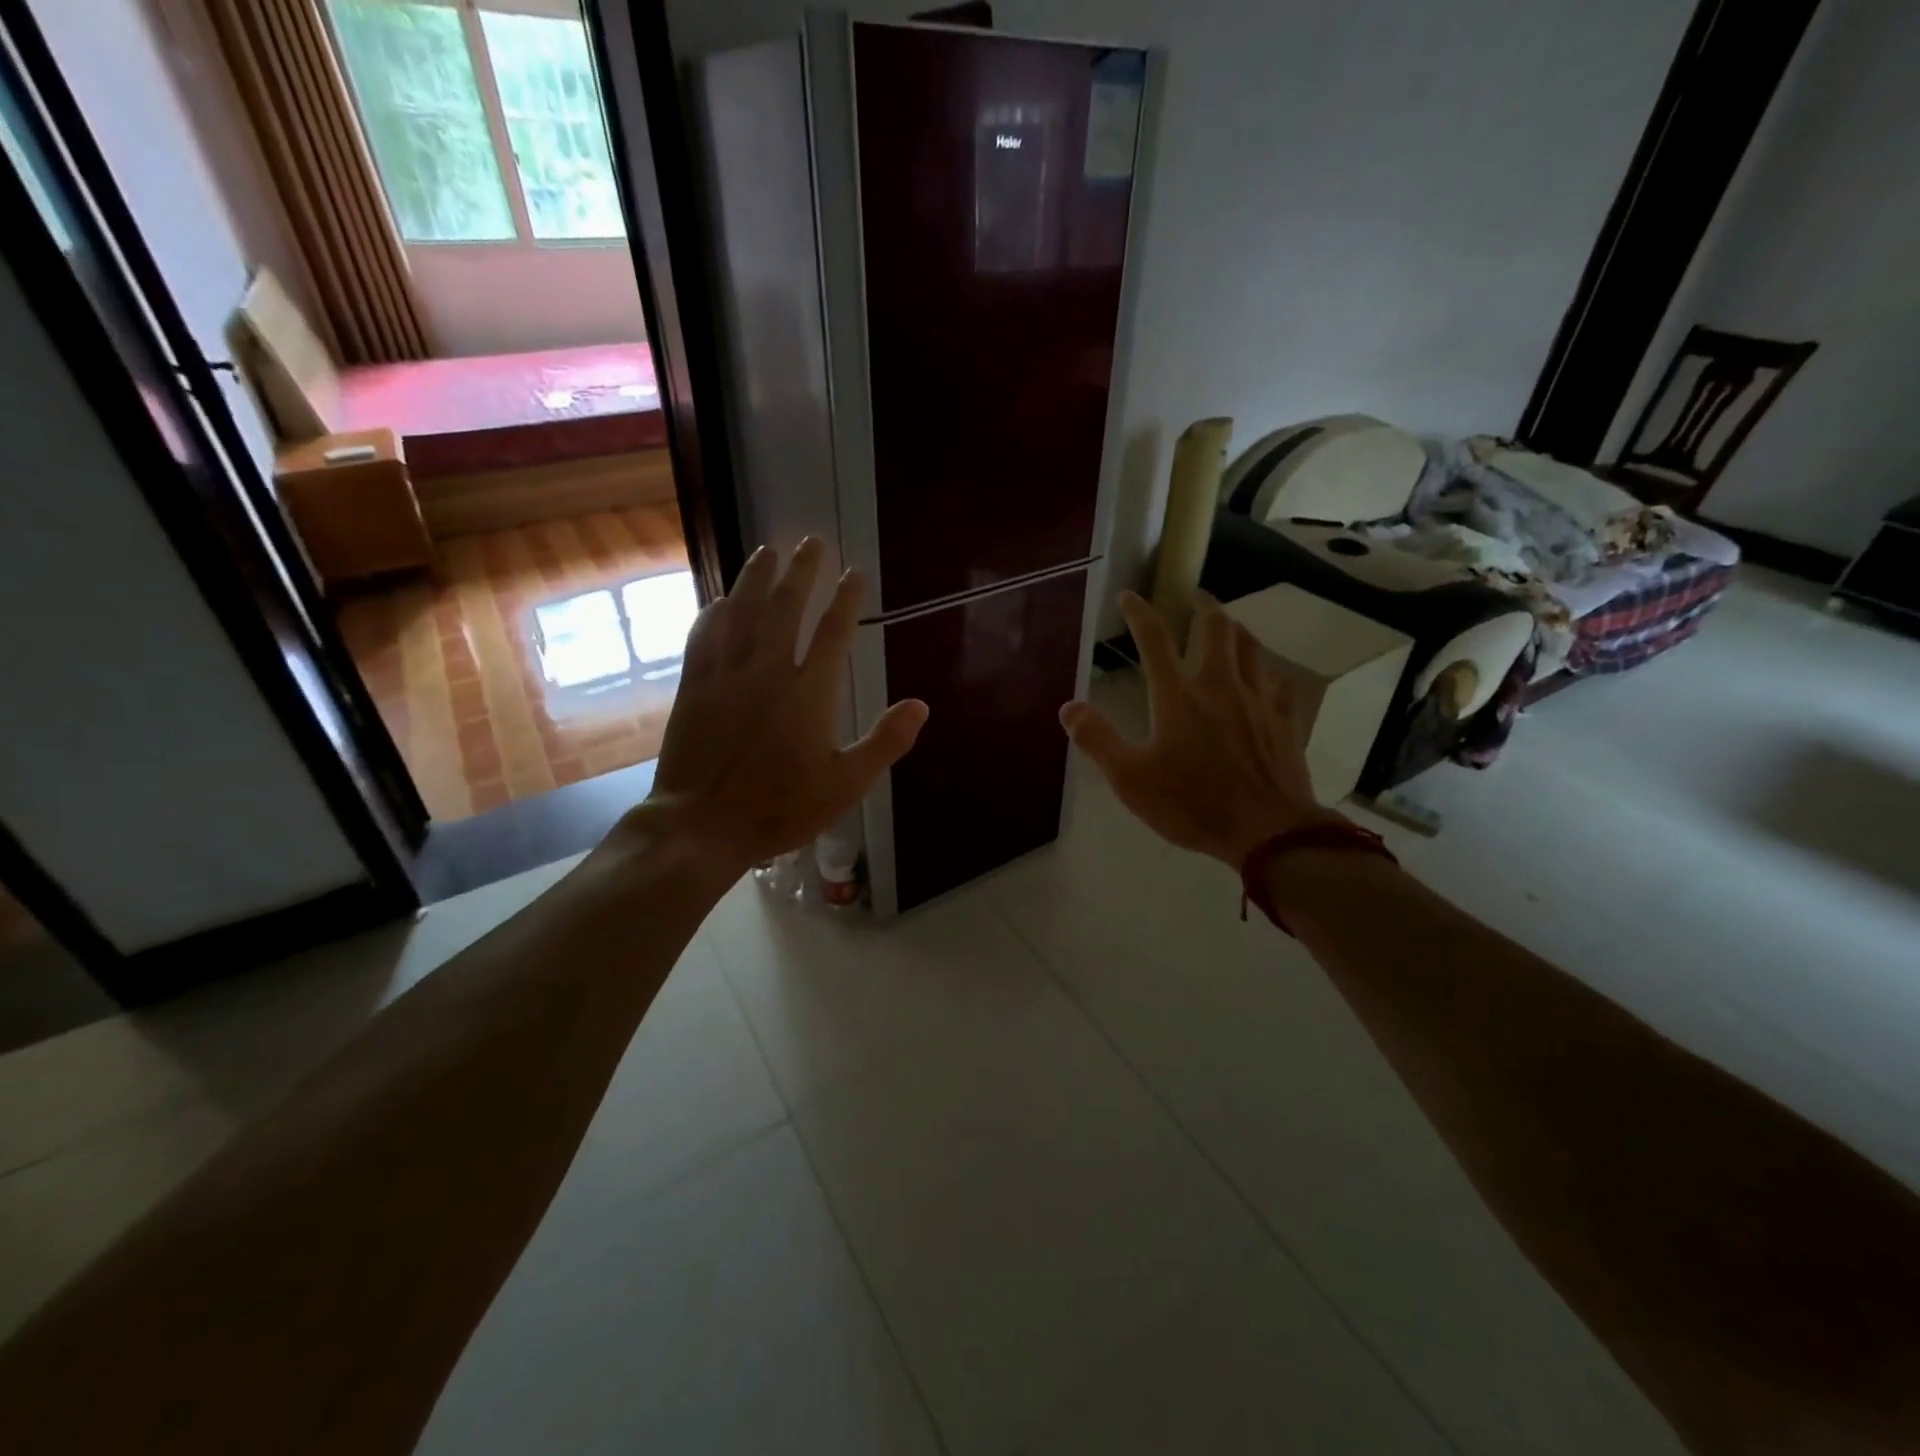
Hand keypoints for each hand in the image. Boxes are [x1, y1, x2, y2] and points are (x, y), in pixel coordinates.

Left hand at [640, 539, 928, 871]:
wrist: (703, 824)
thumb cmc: (781, 808)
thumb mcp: (846, 784)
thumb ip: (885, 742)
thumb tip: (921, 705)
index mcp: (809, 692)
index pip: (833, 631)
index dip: (846, 599)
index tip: (854, 573)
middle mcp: (767, 670)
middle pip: (785, 607)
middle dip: (802, 572)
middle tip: (811, 541)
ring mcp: (726, 675)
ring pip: (742, 612)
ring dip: (757, 578)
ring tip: (768, 551)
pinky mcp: (695, 686)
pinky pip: (704, 637)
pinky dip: (714, 614)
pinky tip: (720, 601)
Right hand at [1059, 590, 1338, 868]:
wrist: (1266, 832)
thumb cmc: (1192, 804)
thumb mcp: (1130, 779)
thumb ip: (1097, 740)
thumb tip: (1067, 707)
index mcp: (1179, 697)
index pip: (1155, 640)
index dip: (1139, 612)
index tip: (1129, 595)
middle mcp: (1220, 686)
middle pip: (1216, 629)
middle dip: (1203, 606)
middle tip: (1194, 597)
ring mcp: (1259, 701)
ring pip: (1252, 648)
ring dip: (1237, 630)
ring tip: (1229, 626)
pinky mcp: (1284, 722)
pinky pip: (1280, 684)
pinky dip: (1269, 672)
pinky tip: (1266, 677)